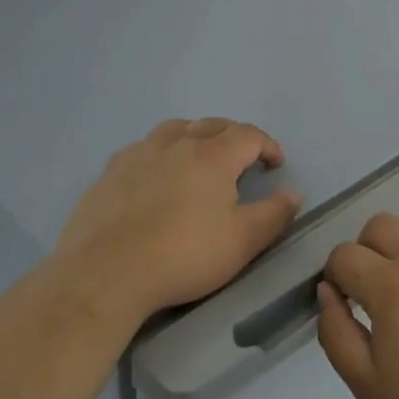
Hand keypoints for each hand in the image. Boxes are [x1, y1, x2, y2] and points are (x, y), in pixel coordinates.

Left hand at [55, 118, 301, 321]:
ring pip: (175, 129)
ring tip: (200, 155)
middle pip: (212, 125)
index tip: (276, 163)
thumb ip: (274, 214)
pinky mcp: (110, 171)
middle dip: (234, 136)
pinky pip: (144, 148)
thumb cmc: (183, 255)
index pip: (248, 135)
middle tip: (243, 157)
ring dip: (195, 136)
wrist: (105, 273)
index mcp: (212, 155)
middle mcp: (176, 142)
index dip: (267, 145)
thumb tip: (293, 193)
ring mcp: (139, 153)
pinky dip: (161, 153)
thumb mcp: (242, 242)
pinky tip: (156, 174)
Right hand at [316, 213, 398, 398]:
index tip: (344, 309)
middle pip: (377, 225)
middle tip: (370, 296)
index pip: (344, 255)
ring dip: (396, 247)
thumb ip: (336, 334)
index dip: (334, 278)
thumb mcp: (369, 387)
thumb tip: (327, 293)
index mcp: (391, 286)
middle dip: (363, 252)